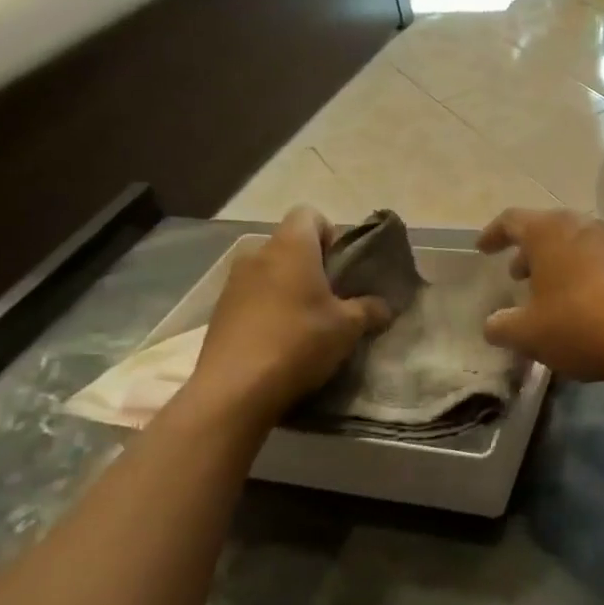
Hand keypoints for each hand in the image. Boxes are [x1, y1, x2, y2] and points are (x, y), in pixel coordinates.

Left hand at [182, 207, 389, 421]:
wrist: (234, 390)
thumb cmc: (299, 342)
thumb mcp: (348, 328)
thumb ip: (370, 310)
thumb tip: (384, 306)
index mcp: (291, 247)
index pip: (309, 214)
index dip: (329, 234)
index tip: (340, 267)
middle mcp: (258, 255)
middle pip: (289, 244)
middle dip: (310, 264)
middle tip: (330, 297)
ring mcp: (233, 283)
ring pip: (268, 271)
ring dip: (286, 287)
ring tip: (303, 321)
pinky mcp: (218, 311)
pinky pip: (250, 297)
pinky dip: (266, 308)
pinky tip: (277, 340)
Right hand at [478, 208, 603, 384]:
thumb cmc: (582, 324)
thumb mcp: (529, 333)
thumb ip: (503, 326)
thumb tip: (493, 325)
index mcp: (549, 231)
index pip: (512, 220)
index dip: (494, 234)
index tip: (483, 249)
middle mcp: (583, 226)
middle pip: (547, 230)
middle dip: (528, 251)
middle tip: (516, 275)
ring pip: (575, 246)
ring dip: (556, 265)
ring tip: (546, 294)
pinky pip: (598, 263)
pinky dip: (581, 277)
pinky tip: (580, 308)